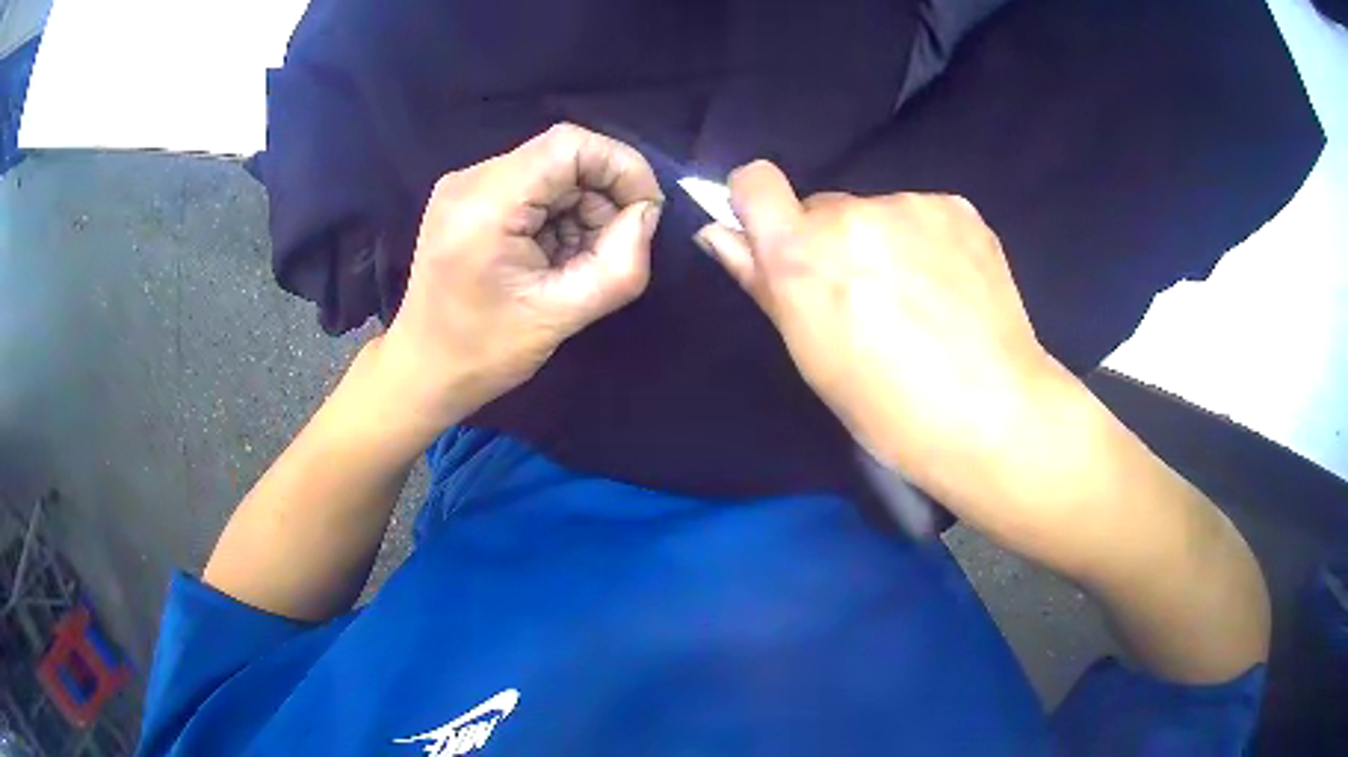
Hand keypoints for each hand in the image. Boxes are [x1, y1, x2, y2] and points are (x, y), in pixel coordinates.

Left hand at [372, 124, 664, 438]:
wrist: (423, 371)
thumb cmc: (484, 352)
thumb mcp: (562, 317)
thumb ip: (620, 265)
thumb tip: (648, 215)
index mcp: (485, 204)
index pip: (569, 145)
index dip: (621, 166)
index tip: (646, 211)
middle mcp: (470, 179)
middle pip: (561, 157)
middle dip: (602, 196)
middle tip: (611, 249)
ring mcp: (465, 186)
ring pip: (550, 171)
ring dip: (581, 209)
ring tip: (576, 262)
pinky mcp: (467, 199)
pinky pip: (531, 186)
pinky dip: (558, 215)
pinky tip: (552, 257)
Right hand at [696, 161, 1062, 513]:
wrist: (993, 413)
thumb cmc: (889, 409)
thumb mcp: (812, 358)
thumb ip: (762, 284)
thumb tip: (719, 234)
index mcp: (803, 253)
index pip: (755, 181)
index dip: (758, 204)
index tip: (777, 237)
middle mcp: (853, 212)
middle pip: (825, 209)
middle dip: (834, 243)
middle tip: (869, 301)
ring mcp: (912, 205)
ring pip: (879, 215)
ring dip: (885, 244)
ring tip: (922, 303)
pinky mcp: (958, 209)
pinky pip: (924, 217)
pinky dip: (928, 243)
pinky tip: (952, 289)